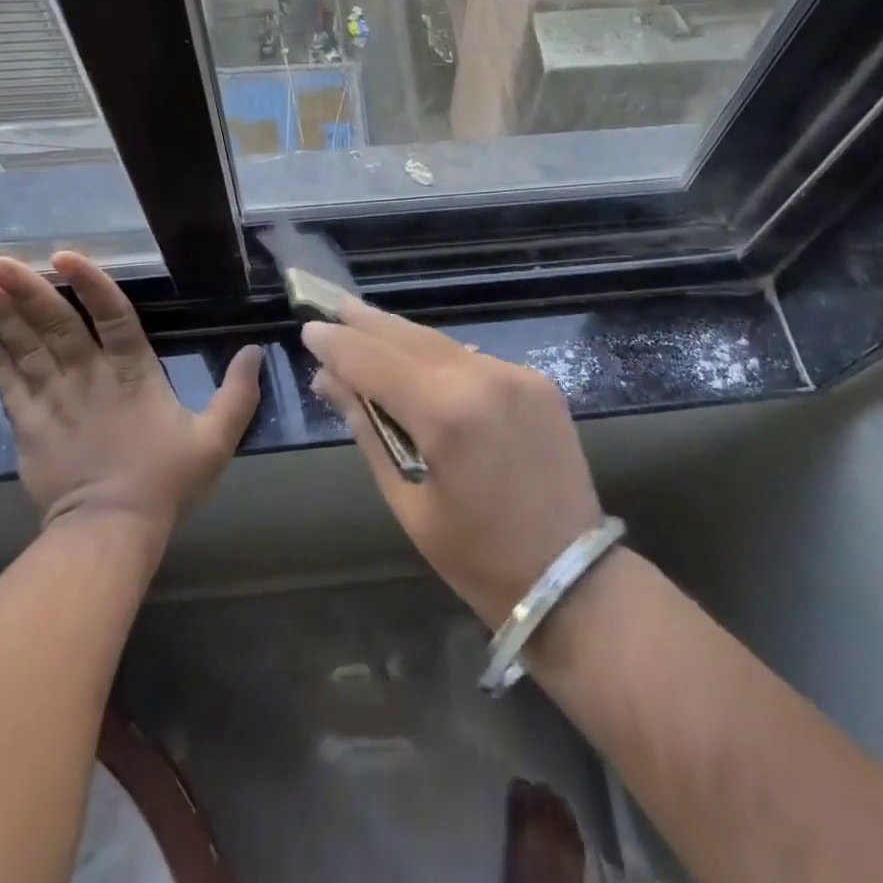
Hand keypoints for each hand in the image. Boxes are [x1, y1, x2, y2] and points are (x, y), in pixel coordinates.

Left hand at [0, 252, 263, 536]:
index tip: (64, 256)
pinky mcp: (29, 428)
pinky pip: (8, 385)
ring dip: (3, 315)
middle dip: (27, 291)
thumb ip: (238, 393)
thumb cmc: (166, 480)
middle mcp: (89, 377)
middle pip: (56, 326)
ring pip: (26, 349)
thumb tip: (255, 350)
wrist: (110, 531)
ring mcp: (54, 402)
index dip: (90, 284)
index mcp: (134, 374)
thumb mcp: (216, 438)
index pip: (112, 317)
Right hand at [301, 301, 602, 626]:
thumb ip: (370, 430)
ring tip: (365, 325)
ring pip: (442, 342)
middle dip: (367, 321)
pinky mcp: (538, 380)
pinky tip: (418, 358)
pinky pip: (474, 358)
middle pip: (409, 336)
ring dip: (401, 336)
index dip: (338, 344)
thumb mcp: (407, 500)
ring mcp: (516, 374)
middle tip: (332, 305)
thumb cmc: (476, 556)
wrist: (572, 577)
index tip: (309, 330)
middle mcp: (483, 377)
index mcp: (446, 413)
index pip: (374, 361)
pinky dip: (440, 356)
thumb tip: (330, 381)